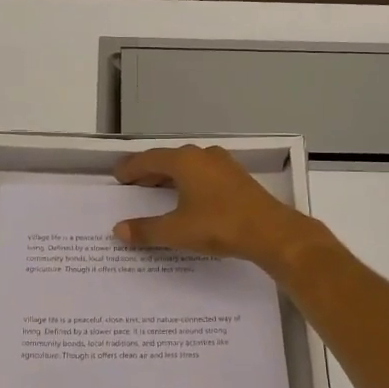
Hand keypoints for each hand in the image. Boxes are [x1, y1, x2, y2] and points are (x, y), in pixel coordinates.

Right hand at [112, 144, 329, 275]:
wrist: (270, 232)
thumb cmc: (219, 225)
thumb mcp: (176, 231)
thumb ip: (146, 230)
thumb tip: (118, 230)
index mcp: (185, 161)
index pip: (149, 159)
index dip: (131, 168)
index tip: (118, 176)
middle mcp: (203, 155)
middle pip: (169, 159)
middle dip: (149, 171)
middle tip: (133, 184)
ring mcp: (224, 165)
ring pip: (189, 166)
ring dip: (170, 176)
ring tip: (157, 192)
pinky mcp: (237, 178)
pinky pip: (204, 174)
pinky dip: (189, 182)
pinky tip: (188, 198)